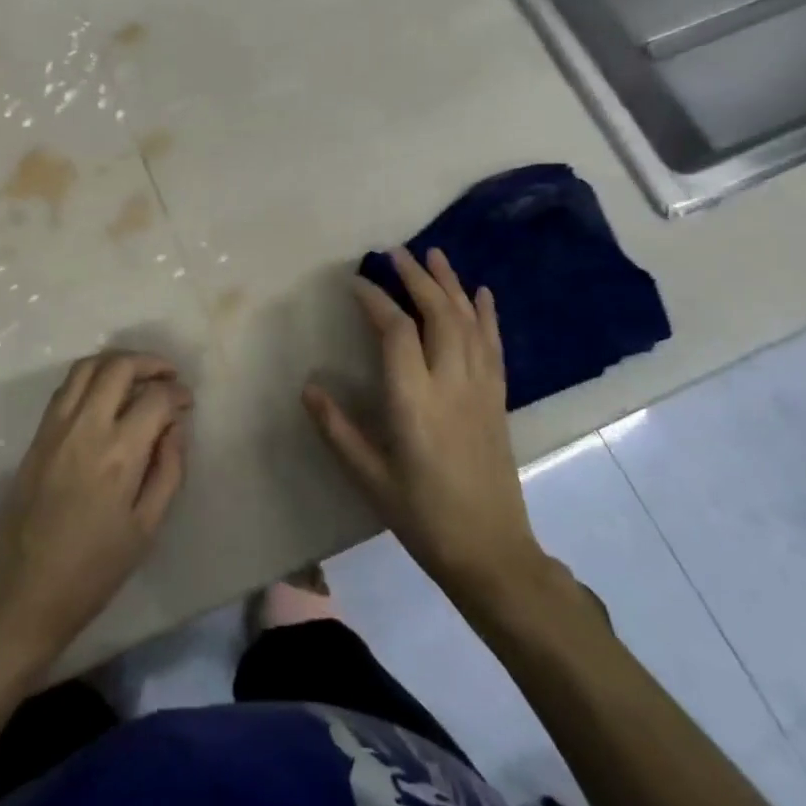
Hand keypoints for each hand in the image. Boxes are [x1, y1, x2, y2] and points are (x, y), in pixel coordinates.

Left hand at [0, 351, 192, 670]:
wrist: (20, 593)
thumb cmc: (92, 570)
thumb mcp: (146, 529)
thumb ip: (168, 470)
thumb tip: (175, 427)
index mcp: (119, 453)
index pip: (155, 397)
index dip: (177, 393)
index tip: (187, 403)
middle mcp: (86, 427)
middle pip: (119, 366)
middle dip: (150, 363)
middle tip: (169, 376)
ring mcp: (56, 427)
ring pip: (88, 366)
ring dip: (117, 362)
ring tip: (138, 376)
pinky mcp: (37, 434)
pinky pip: (66, 386)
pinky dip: (91, 376)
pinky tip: (105, 395)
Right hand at [304, 248, 549, 605]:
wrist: (492, 552)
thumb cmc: (423, 516)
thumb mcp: (369, 477)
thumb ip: (337, 428)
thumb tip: (307, 387)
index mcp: (414, 400)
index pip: (395, 330)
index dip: (374, 299)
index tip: (355, 282)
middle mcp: (451, 382)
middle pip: (437, 313)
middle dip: (416, 277)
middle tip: (395, 252)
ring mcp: (480, 388)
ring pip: (468, 322)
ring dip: (450, 284)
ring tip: (435, 254)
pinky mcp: (498, 399)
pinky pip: (493, 345)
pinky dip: (486, 314)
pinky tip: (481, 293)